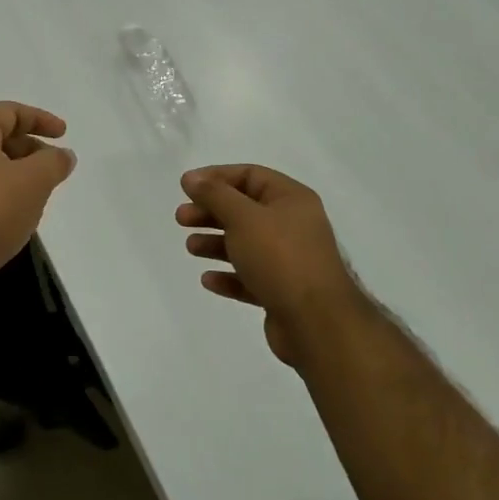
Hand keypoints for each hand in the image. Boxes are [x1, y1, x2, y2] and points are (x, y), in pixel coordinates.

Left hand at [0, 102, 75, 320]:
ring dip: (20, 174)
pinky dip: (5, 195)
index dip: (40, 118)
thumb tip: (63, 155)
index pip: (8, 111)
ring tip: (43, 193)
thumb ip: (53, 162)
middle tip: (55, 167)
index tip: (65, 135)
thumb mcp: (32, 182)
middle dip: (31, 148)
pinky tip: (20, 216)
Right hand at [177, 165, 367, 366]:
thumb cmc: (280, 257)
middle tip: (181, 218)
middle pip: (245, 210)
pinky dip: (229, 275)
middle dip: (211, 211)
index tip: (186, 187)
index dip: (216, 178)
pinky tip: (208, 279)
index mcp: (291, 199)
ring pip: (246, 244)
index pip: (250, 176)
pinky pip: (250, 276)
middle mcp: (293, 225)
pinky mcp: (283, 291)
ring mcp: (290, 260)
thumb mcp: (243, 217)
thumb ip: (215, 194)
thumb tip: (191, 177)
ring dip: (216, 242)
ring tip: (191, 247)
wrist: (317, 323)